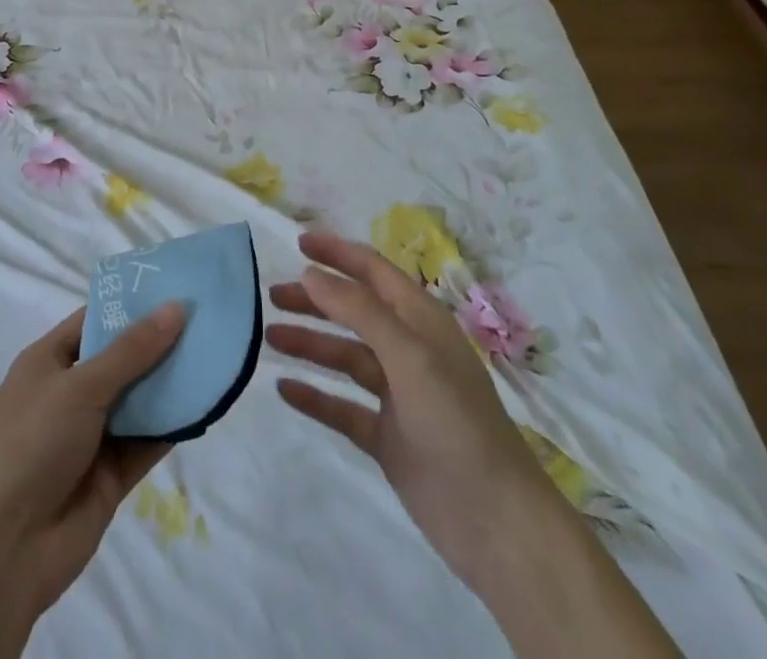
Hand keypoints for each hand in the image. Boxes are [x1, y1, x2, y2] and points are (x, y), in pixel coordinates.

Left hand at [0, 304, 184, 658]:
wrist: (6, 548)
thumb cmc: (33, 443)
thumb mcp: (81, 385)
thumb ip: (132, 350)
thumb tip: (175, 307)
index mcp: (49, 362)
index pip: (94, 321)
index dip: (131, 305)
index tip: (174, 288)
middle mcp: (70, 393)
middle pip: (121, 359)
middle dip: (159, 342)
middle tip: (206, 319)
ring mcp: (91, 435)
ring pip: (138, 400)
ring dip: (170, 383)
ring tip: (215, 355)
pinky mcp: (111, 474)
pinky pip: (147, 441)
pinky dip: (172, 426)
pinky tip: (205, 406)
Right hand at [267, 231, 545, 586]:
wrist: (497, 524)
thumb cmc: (456, 423)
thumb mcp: (409, 355)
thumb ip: (359, 310)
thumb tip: (310, 272)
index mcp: (420, 321)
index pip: (373, 271)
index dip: (337, 253)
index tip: (297, 242)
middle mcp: (408, 350)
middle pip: (354, 311)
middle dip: (315, 300)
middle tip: (272, 296)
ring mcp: (398, 394)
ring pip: (345, 356)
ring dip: (310, 343)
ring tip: (269, 337)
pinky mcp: (388, 436)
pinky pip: (343, 406)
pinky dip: (315, 396)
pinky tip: (284, 389)